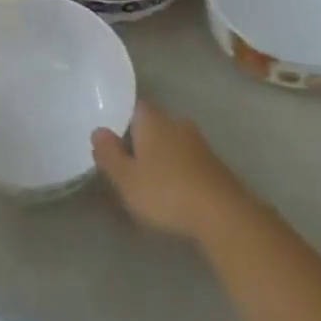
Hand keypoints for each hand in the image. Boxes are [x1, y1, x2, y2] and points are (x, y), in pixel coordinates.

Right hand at [92, 98, 249, 243]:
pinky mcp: (214, 163)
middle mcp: (176, 122)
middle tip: (129, 162)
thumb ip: (109, 154)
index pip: (136, 106)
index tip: (115, 138)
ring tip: (151, 179)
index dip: (124, 119)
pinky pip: (188, 158)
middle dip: (143, 139)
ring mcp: (199, 142)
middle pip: (155, 123)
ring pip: (173, 141)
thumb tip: (98, 130)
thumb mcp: (126, 178)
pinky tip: (175, 189)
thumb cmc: (166, 192)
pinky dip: (179, 169)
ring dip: (163, 155)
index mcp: (153, 120)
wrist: (222, 213)